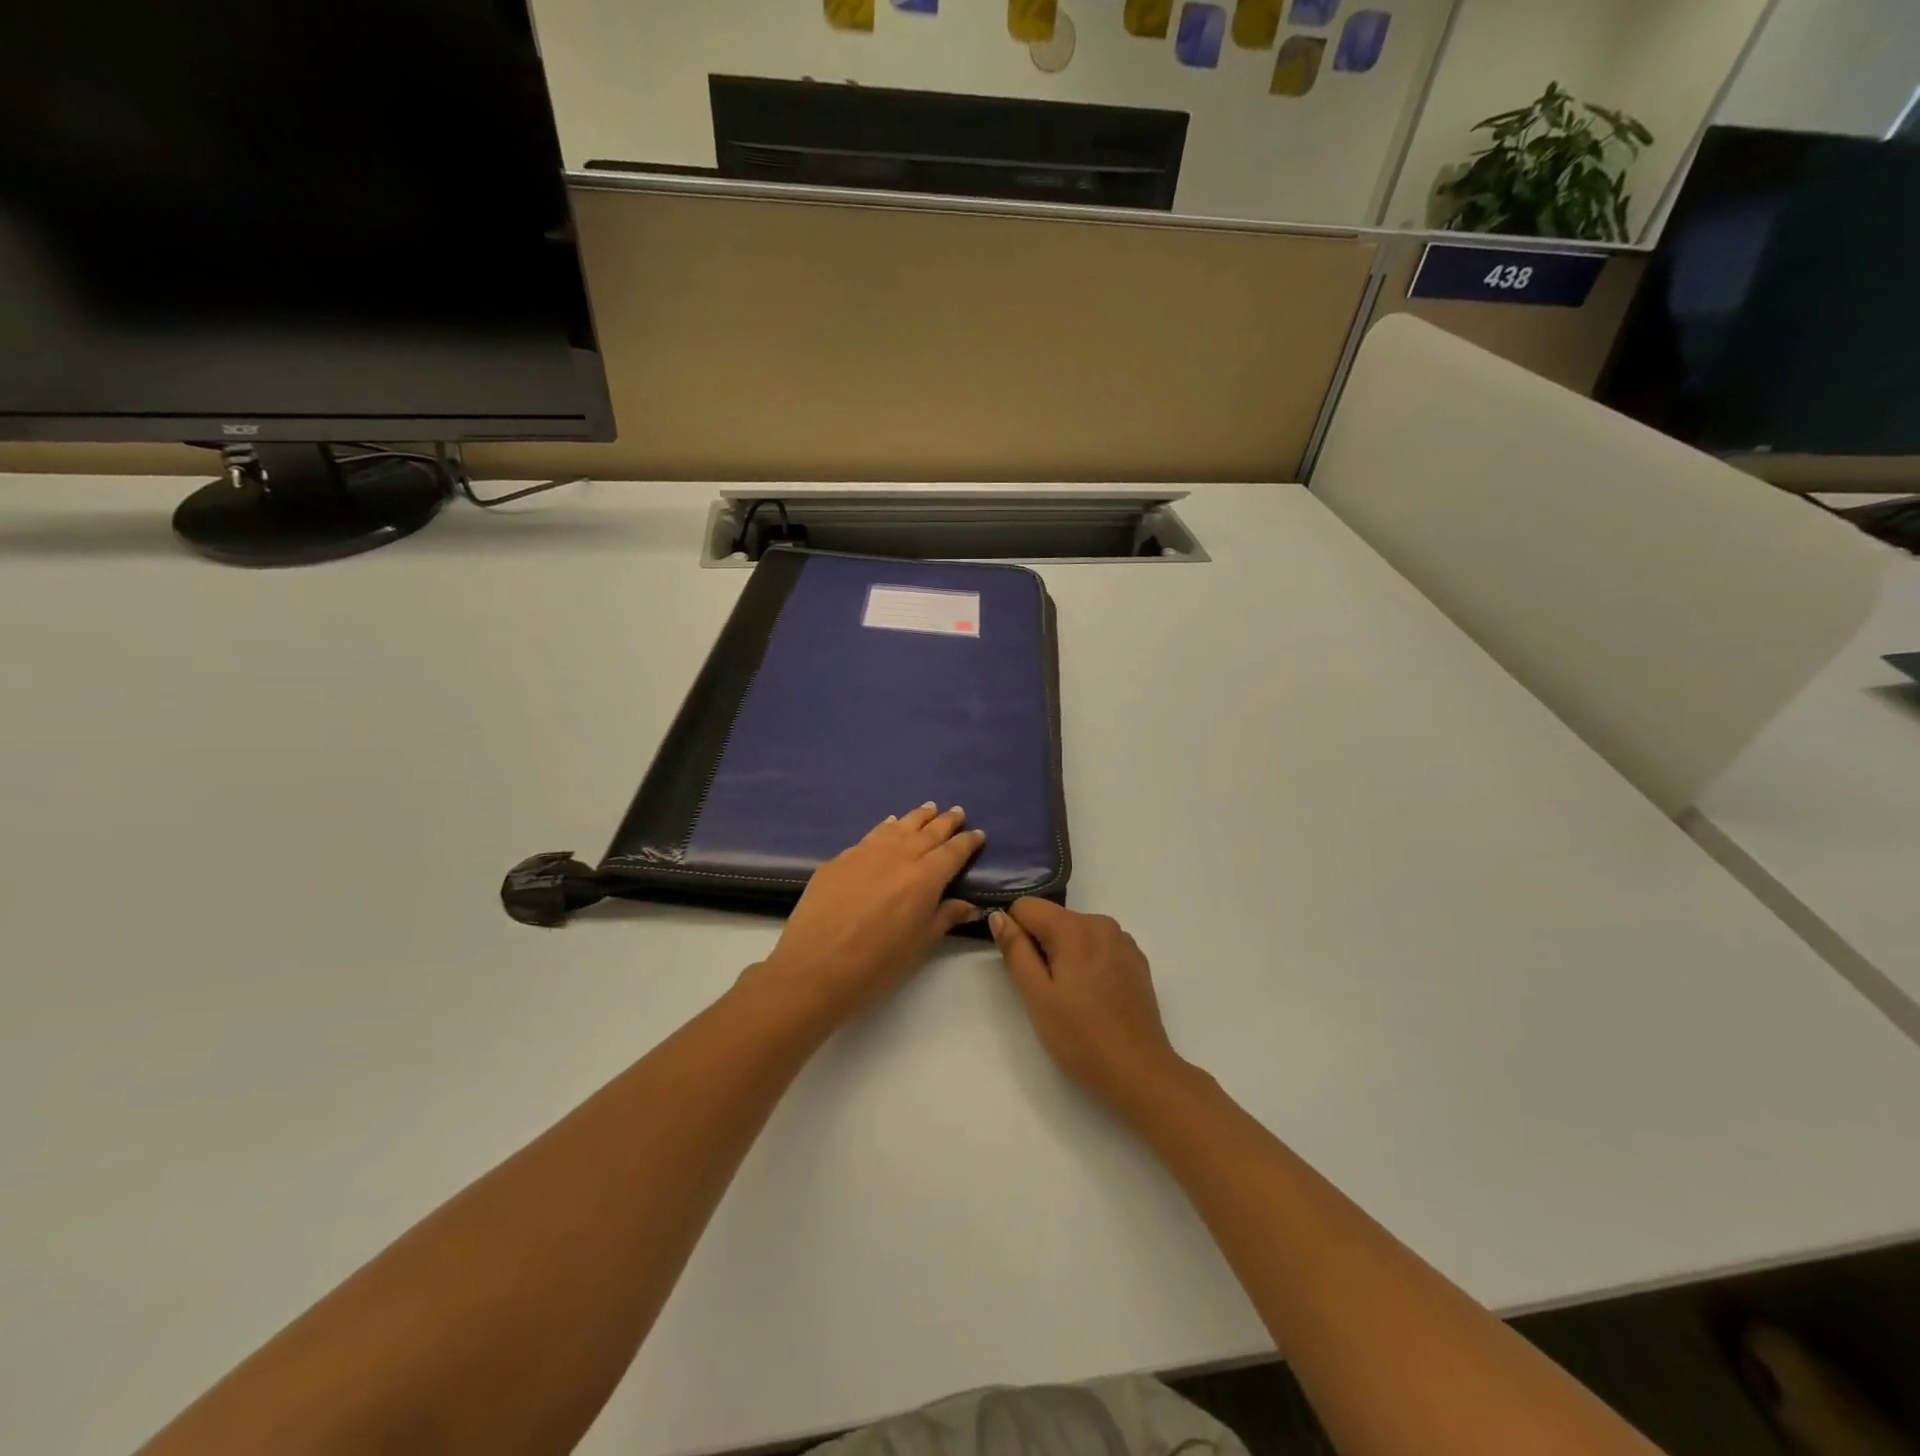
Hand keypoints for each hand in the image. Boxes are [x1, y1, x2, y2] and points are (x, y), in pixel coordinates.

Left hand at [747, 805, 985, 1029]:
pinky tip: (889, 824)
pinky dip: (886, 827)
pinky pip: (871, 835)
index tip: (978, 834)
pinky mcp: (840, 859)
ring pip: (898, 827)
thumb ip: (945, 918)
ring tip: (929, 808)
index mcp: (924, 878)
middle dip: (946, 821)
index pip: (953, 852)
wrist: (813, 968)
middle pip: (928, 832)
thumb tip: (969, 905)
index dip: (968, 842)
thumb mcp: (919, 946)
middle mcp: (898, 856)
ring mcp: (866, 853)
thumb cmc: (875, 965)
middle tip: (958, 812)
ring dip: (917, 817)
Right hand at [990, 899, 1190, 1118]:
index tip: (1022, 969)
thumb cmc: (1080, 1036)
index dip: (1015, 932)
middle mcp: (1102, 923)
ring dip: (1065, 956)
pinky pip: (1099, 947)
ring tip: (1071, 998)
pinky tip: (1094, 998)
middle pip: (1053, 919)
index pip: (1027, 906)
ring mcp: (1123, 942)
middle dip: (1041, 947)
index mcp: (1075, 927)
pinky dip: (1088, 963)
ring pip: (1076, 934)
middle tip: (1046, 992)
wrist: (1139, 1072)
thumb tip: (999, 915)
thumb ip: (1015, 950)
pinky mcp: (1136, 961)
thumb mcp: (1036, 995)